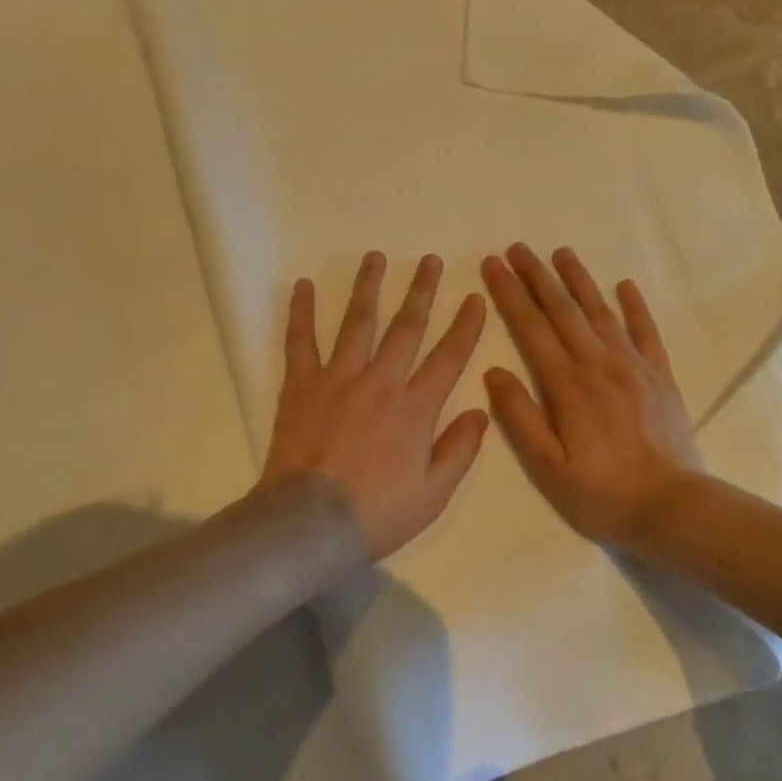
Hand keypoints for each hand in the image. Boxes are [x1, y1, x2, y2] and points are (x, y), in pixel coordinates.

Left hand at [258, 252, 490, 558]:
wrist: (310, 522)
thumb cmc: (376, 514)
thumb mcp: (434, 493)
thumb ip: (460, 449)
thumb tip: (481, 410)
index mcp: (415, 409)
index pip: (449, 357)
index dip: (465, 325)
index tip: (474, 297)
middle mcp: (380, 382)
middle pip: (406, 328)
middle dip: (422, 291)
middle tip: (430, 260)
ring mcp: (338, 378)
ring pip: (357, 323)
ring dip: (368, 287)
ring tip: (375, 257)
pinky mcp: (300, 385)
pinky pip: (300, 341)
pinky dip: (300, 312)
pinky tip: (302, 285)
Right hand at [481, 244, 704, 549]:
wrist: (674, 507)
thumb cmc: (601, 493)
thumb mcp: (547, 466)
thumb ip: (520, 417)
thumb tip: (494, 372)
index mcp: (566, 384)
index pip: (531, 327)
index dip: (509, 294)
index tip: (492, 265)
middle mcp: (598, 364)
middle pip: (563, 310)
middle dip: (537, 276)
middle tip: (517, 248)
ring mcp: (633, 367)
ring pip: (601, 312)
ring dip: (579, 280)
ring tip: (562, 252)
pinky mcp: (660, 377)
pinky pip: (646, 332)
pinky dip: (635, 307)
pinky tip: (626, 286)